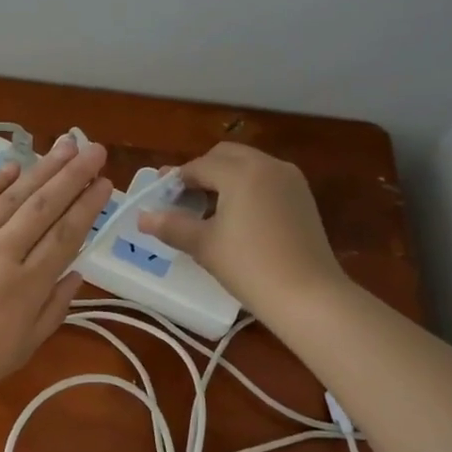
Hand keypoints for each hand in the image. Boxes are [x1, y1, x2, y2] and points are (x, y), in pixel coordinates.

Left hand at [0, 134, 110, 403]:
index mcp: (26, 286)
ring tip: (65, 145)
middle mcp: (2, 253)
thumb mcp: (22, 349)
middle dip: (73, 175)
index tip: (105, 182)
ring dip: (41, 169)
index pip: (65, 236)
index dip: (87, 207)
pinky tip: (15, 165)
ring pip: (12, 197)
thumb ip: (53, 309)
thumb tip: (77, 273)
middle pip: (43, 207)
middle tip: (95, 149)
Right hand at [136, 142, 345, 318]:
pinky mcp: (303, 198)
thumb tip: (142, 218)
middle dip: (201, 172)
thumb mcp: (204, 245)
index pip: (199, 166)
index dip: (175, 181)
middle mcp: (268, 165)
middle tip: (183, 199)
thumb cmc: (249, 266)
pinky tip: (237, 217)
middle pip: (225, 156)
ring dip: (225, 178)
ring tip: (208, 209)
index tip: (158, 197)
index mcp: (241, 171)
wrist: (309, 296)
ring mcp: (291, 180)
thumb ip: (171, 226)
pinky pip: (266, 180)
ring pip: (248, 165)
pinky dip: (247, 188)